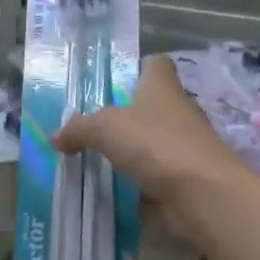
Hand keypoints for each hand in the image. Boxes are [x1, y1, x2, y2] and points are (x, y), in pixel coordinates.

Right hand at [55, 54, 243, 213]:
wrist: (203, 194)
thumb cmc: (155, 144)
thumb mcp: (104, 129)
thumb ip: (79, 129)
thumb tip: (56, 136)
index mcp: (162, 87)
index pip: (155, 64)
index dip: (138, 67)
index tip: (116, 82)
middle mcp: (178, 111)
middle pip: (153, 105)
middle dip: (127, 115)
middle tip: (93, 127)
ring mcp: (186, 145)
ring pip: (154, 141)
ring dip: (133, 150)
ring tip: (98, 159)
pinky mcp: (188, 177)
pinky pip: (158, 174)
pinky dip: (141, 181)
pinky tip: (116, 189)